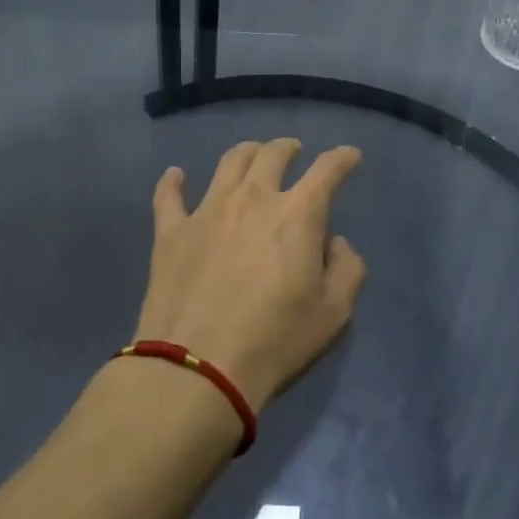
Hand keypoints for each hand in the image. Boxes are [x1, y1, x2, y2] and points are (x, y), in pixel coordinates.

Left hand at [134, 139, 366, 412]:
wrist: (196, 370)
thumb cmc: (274, 342)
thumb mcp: (333, 315)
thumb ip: (347, 270)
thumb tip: (335, 243)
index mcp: (298, 214)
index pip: (327, 170)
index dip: (343, 158)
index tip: (350, 155)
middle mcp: (253, 198)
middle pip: (272, 154)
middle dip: (288, 148)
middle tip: (294, 151)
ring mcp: (208, 211)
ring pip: (229, 163)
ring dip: (246, 153)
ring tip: (252, 156)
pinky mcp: (171, 232)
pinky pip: (169, 196)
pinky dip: (173, 182)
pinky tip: (175, 175)